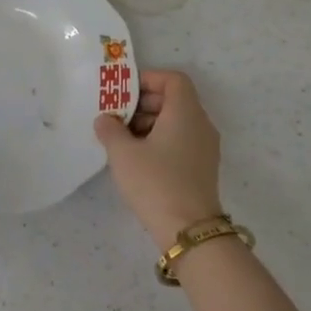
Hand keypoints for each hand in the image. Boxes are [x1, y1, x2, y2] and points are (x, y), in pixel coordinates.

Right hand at [94, 68, 223, 252]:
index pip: (173, 79)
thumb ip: (110, 129)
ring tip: (123, 140)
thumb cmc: (155, 182)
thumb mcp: (123, 153)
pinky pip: (181, 140)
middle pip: (174, 99)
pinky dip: (160, 140)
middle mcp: (201, 124)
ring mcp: (205, 147)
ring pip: (177, 121)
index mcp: (185, 112)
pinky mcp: (203, 167)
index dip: (148, 79)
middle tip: (117, 117)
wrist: (189, 231)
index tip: (124, 93)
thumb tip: (105, 119)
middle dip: (144, 103)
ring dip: (150, 123)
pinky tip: (138, 159)